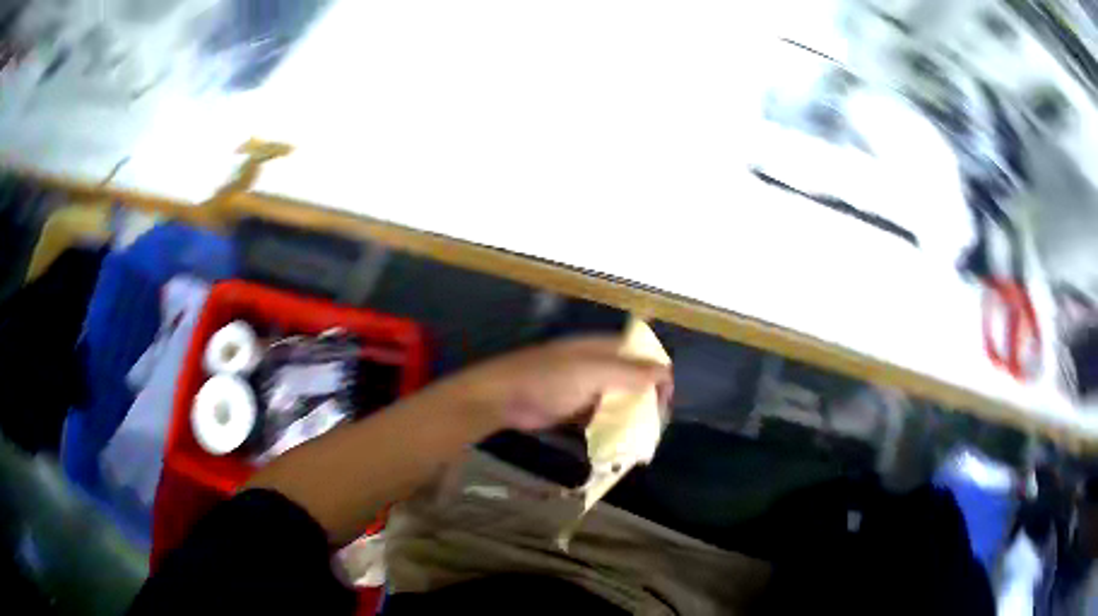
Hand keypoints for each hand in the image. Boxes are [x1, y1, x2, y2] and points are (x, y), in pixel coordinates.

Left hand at [452, 336, 672, 431]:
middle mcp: (595, 365)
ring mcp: (582, 387)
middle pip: (630, 377)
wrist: (502, 398)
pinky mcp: (571, 408)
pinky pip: (599, 415)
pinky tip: (619, 441)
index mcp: (601, 348)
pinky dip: (610, 425)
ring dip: (629, 414)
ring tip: (642, 435)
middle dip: (645, 397)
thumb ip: (629, 372)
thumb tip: (666, 371)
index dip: (657, 371)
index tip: (665, 398)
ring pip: (616, 398)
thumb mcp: (592, 373)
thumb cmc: (548, 379)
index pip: (640, 353)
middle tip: (655, 422)